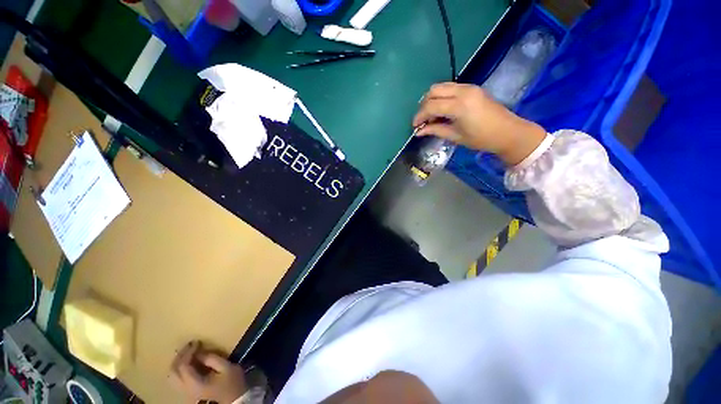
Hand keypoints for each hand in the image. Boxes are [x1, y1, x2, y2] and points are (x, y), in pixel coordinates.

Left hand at [171, 341, 246, 403]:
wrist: (234, 402)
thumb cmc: (231, 384)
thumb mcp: (227, 368)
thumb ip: (212, 359)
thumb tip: (200, 352)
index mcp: (194, 383)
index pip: (183, 365)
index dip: (188, 352)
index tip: (197, 342)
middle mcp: (185, 389)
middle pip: (173, 372)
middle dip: (179, 357)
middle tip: (189, 346)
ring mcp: (186, 393)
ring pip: (172, 377)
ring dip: (178, 363)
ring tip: (188, 353)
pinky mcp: (189, 393)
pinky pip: (177, 380)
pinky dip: (180, 369)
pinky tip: (189, 364)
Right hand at [413, 83, 546, 165]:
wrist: (508, 132)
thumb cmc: (481, 138)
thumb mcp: (455, 136)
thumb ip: (435, 130)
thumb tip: (419, 132)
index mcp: (459, 106)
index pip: (431, 106)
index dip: (419, 116)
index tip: (414, 126)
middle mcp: (462, 91)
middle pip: (433, 90)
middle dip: (424, 105)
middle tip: (423, 120)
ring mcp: (468, 87)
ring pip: (441, 86)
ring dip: (432, 99)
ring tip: (431, 115)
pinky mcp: (472, 88)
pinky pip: (450, 88)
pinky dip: (441, 97)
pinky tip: (442, 110)